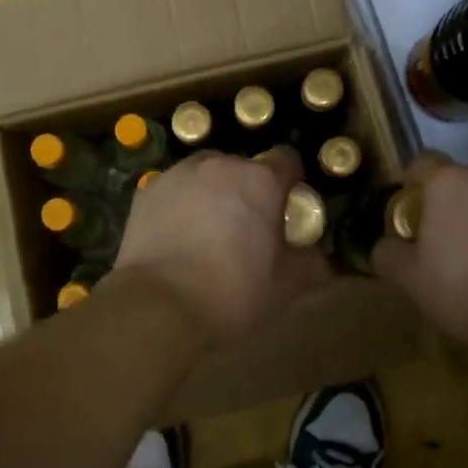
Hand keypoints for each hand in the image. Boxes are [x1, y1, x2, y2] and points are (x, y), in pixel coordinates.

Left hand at [113, 148, 334, 343]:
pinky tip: (177, 238)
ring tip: (208, 234)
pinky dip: (181, 205)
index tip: (287, 213)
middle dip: (250, 192)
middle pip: (245, 169)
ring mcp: (179, 174)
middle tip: (247, 231)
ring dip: (214, 194)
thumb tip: (320, 259)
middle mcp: (220, 165)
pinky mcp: (147, 191)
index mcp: (260, 180)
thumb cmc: (231, 292)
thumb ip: (311, 265)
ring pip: (207, 176)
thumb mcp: (286, 287)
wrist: (157, 305)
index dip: (292, 185)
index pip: (288, 161)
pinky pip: (176, 190)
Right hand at [374, 154, 467, 351]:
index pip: (422, 163)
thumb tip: (386, 244)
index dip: (413, 181)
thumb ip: (388, 253)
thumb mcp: (410, 279)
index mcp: (449, 182)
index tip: (410, 205)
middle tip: (453, 235)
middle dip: (457, 199)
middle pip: (466, 178)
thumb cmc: (465, 291)